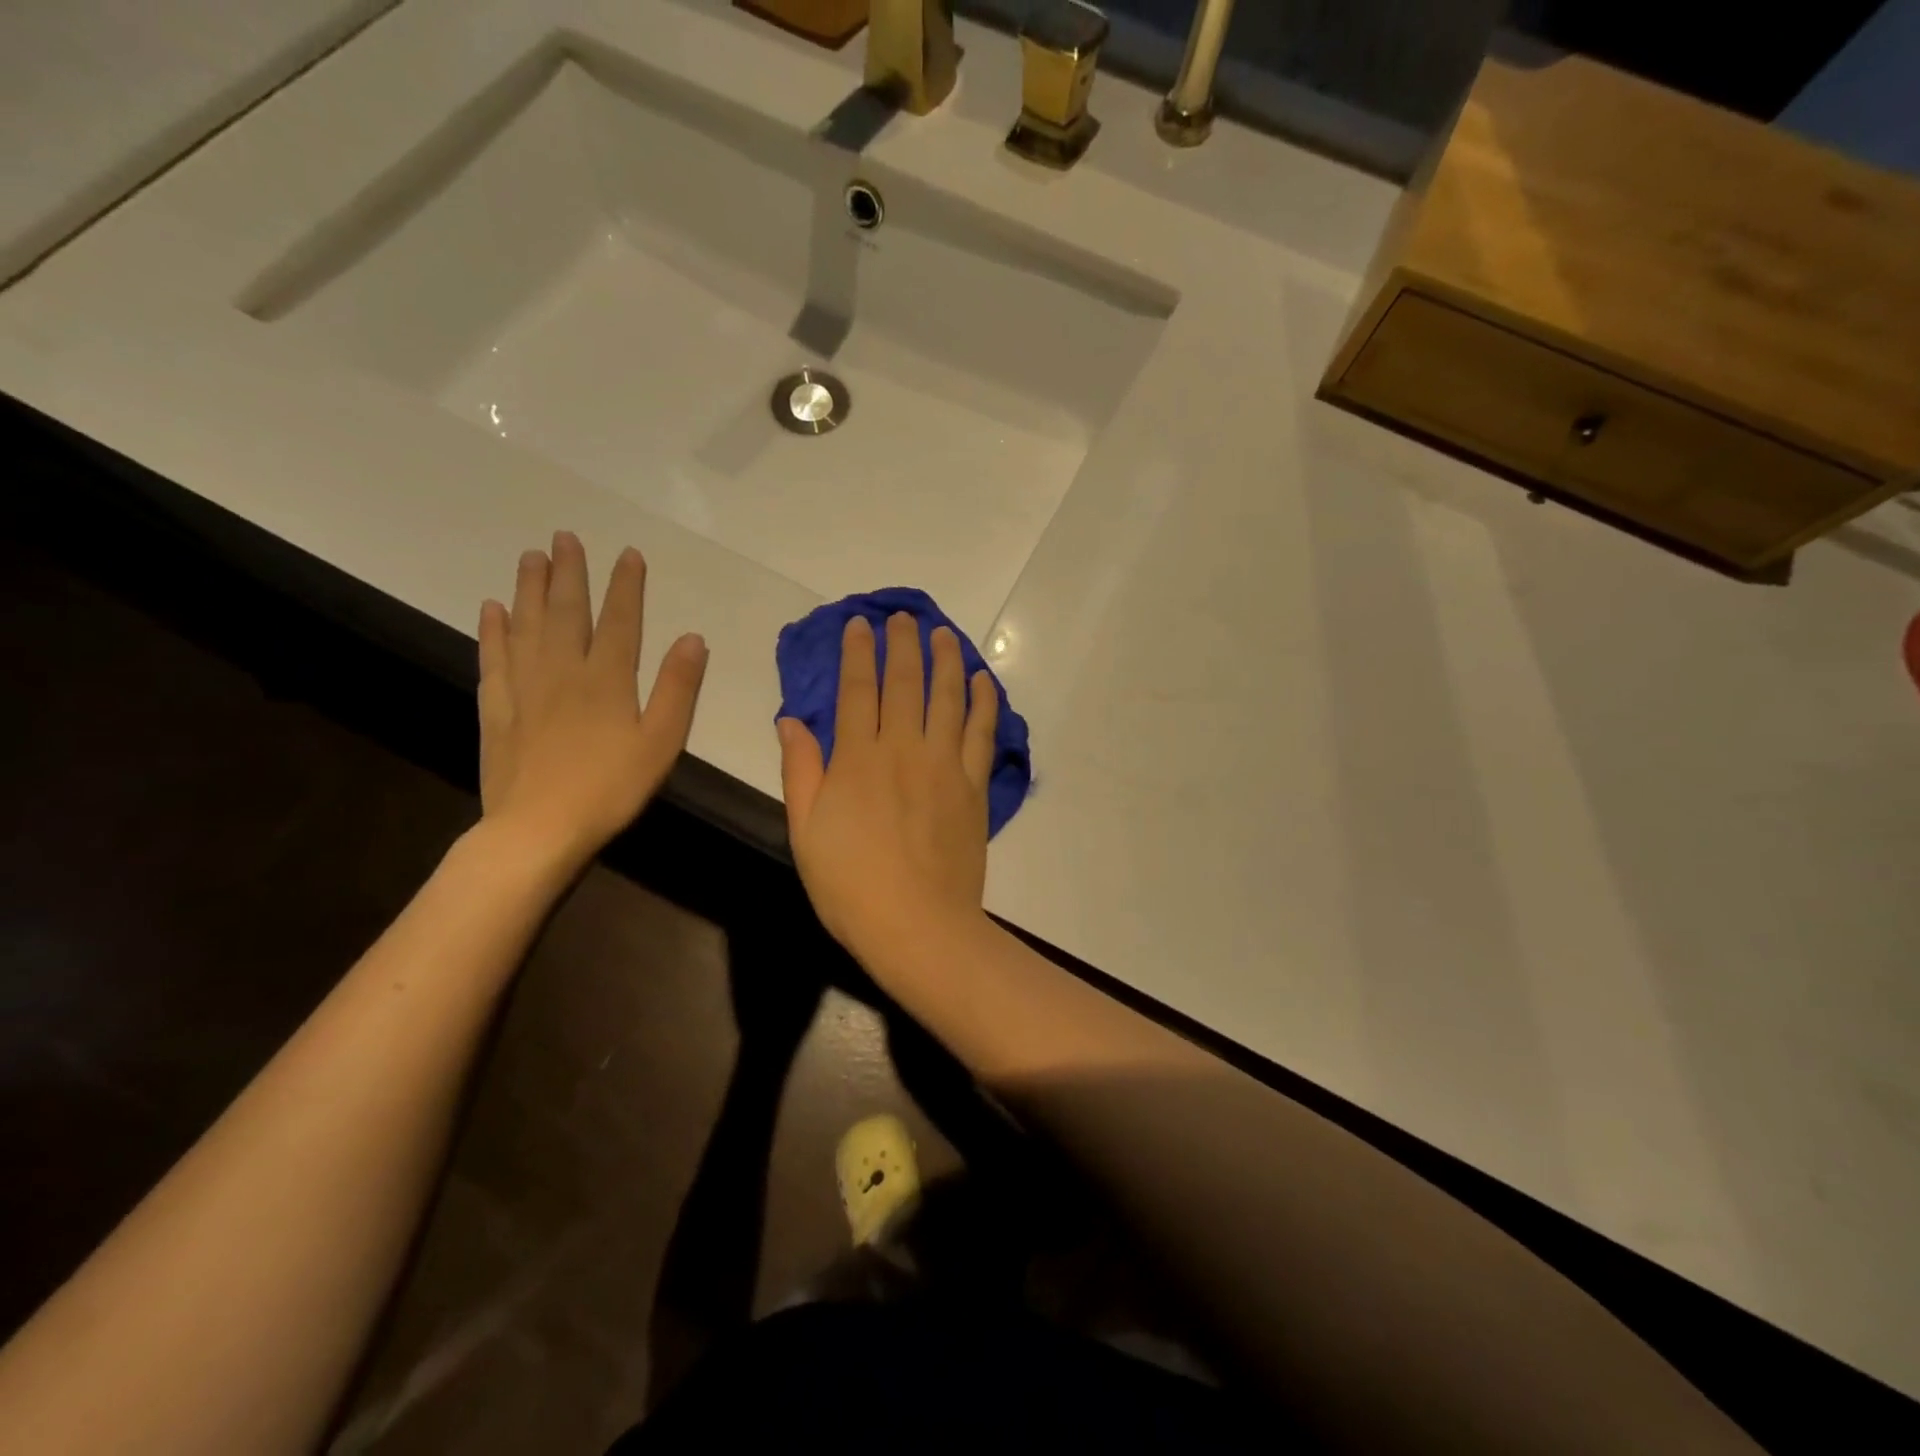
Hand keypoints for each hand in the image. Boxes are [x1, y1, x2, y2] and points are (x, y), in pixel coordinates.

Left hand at [477, 532, 706, 874]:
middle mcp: (563, 671)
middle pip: (565, 612)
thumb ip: (677, 688)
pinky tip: (492, 610)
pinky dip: (493, 631)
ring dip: (529, 589)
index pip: (619, 620)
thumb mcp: (661, 741)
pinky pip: (494, 659)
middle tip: (564, 537)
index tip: (628, 554)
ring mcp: (525, 688)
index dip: (626, 585)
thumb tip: (692, 638)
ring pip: (526, 626)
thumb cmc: (611, 788)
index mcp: (607, 679)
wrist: (539, 829)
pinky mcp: (498, 709)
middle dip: (569, 573)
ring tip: (530, 557)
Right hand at [778, 613, 998, 966]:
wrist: (917, 924)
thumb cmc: (850, 885)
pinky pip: (982, 731)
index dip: (856, 653)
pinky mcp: (973, 785)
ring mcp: (944, 764)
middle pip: (904, 683)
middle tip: (902, 617)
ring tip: (942, 634)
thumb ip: (800, 770)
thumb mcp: (806, 831)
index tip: (858, 625)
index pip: (855, 690)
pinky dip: (984, 701)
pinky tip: (984, 681)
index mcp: (857, 759)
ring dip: (946, 659)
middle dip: (901, 644)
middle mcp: (903, 749)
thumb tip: (790, 720)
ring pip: (948, 697)